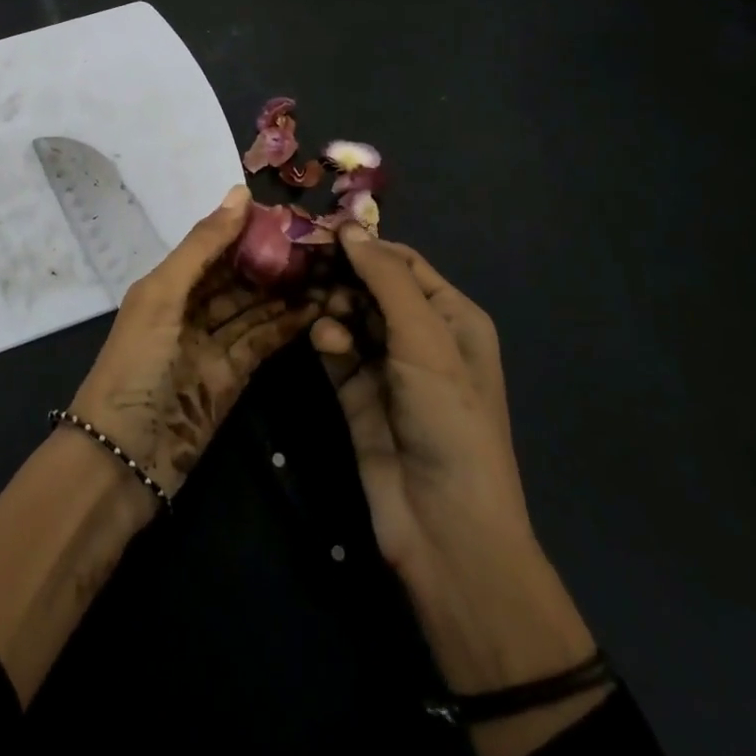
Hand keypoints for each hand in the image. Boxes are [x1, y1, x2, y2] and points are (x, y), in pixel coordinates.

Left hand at [69, 184, 322, 496]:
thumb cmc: (136, 364)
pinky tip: (318, 306)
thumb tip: (241, 193)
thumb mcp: (163, 295)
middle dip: (274, 259)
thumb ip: (203, 245)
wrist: (123, 458)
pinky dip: (288, 325)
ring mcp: (212, 345)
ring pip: (255, 308)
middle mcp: (191, 309)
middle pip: (238, 276)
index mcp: (168, 284)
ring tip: (328, 268)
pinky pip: (262, 341)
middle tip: (321, 241)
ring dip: (287, 290)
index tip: (291, 212)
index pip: (215, 246)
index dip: (249, 228)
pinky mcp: (232, 378)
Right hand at [313, 228, 605, 755]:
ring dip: (333, 305)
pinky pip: (337, 351)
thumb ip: (385, 279)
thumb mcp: (426, 339)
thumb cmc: (448, 418)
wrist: (444, 527)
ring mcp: (388, 368)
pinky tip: (321, 337)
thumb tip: (349, 228)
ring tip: (315, 303)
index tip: (320, 230)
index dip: (365, 245)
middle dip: (342, 273)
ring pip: (350, 316)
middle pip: (372, 287)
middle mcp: (421, 336)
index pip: (403, 263)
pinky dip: (327, 337)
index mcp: (452, 317)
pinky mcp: (358, 396)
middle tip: (303, 260)